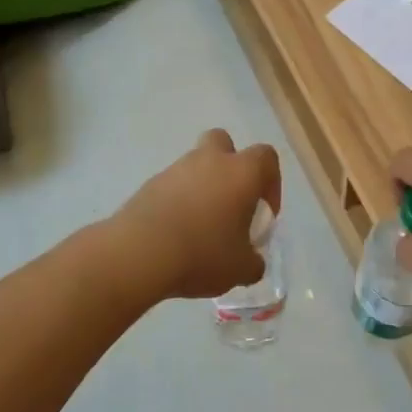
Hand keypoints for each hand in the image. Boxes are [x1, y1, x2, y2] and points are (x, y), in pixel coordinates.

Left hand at [110, 130, 282, 299]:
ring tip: (199, 228)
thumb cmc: (203, 253)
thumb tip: (252, 261)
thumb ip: (253, 262)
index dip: (271, 183)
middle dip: (230, 165)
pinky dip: (177, 202)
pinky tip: (175, 233)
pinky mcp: (149, 184)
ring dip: (202, 187)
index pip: (266, 158)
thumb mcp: (241, 269)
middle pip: (224, 143)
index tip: (264, 213)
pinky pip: (172, 186)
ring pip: (195, 166)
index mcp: (241, 172)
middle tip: (230, 201)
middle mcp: (209, 161)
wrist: (139, 253)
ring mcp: (175, 169)